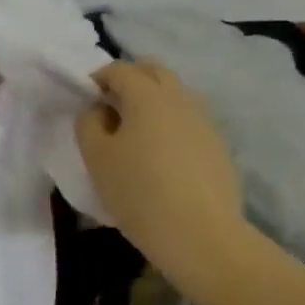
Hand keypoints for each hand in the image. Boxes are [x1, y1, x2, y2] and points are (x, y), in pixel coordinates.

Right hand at [75, 60, 245, 281]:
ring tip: (136, 132)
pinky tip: (161, 154)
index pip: (120, 69)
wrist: (200, 235)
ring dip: (153, 100)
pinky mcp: (217, 145)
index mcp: (147, 95)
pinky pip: (189, 120)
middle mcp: (179, 98)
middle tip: (111, 106)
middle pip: (154, 71)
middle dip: (131, 79)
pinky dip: (171, 123)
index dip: (99, 78)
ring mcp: (204, 121)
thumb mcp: (96, 158)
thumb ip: (88, 124)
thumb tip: (98, 110)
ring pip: (175, 94)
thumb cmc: (139, 192)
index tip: (87, 98)